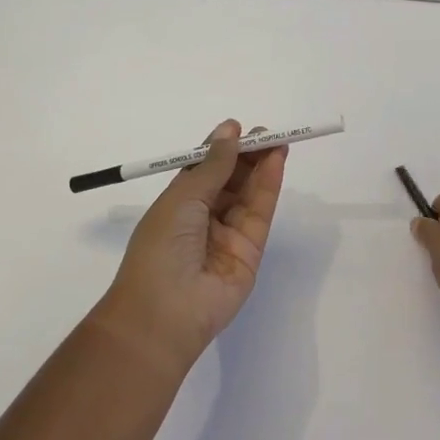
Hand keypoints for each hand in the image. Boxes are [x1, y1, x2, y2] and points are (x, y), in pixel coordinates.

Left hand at [101, 120, 287, 367]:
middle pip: (230, 181)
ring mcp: (227, 236)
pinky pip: (260, 213)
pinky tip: (276, 163)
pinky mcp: (250, 252)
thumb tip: (229, 131)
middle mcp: (202, 218)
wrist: (165, 311)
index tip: (238, 127)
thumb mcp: (183, 197)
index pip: (203, 170)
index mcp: (177, 204)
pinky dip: (269, 186)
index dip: (221, 149)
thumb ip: (212, 165)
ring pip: (248, 195)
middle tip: (266, 133)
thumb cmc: (161, 246)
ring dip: (262, 167)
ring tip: (278, 141)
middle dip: (247, 155)